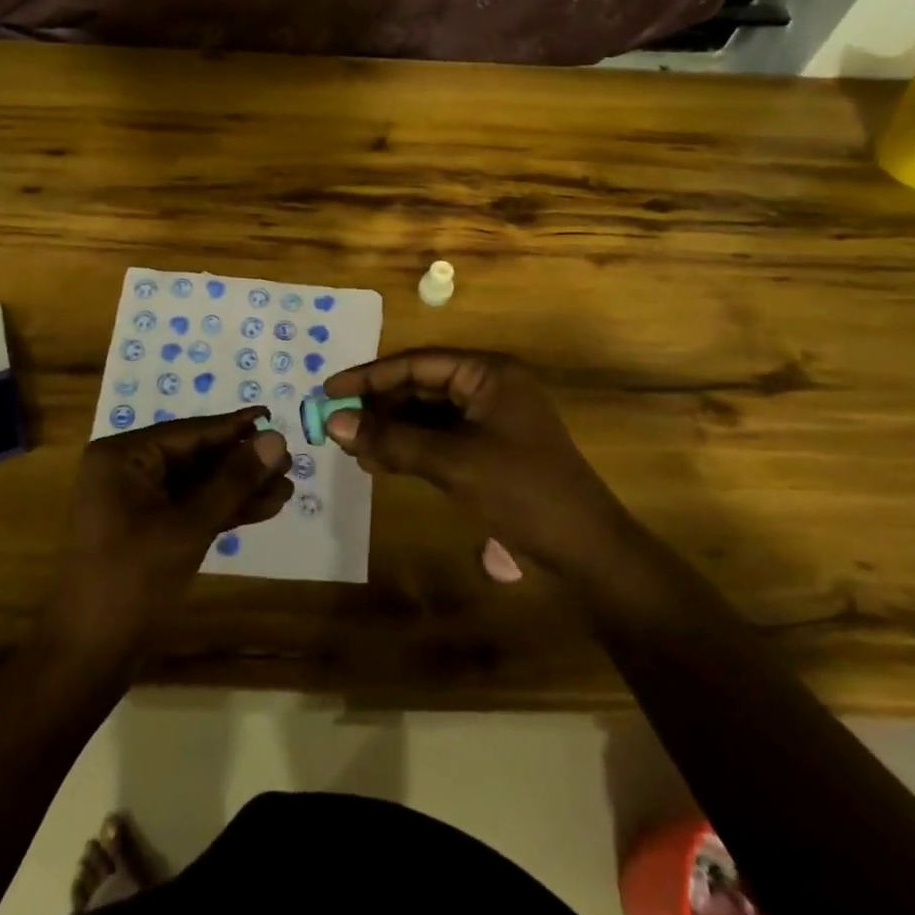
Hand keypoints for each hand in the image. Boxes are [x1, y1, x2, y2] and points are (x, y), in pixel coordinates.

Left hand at [46, 409, 291, 654]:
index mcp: (123, 456)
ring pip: (196, 484)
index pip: (190, 432)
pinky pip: (189, 507)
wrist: (88, 657)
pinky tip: (264, 508)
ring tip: (286, 488)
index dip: (236, 428)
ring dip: (238, 488)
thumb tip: (276, 439)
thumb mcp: (189, 526)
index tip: (275, 416)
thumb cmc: (133, 580)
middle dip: (242, 463)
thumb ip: (233, 480)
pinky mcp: (145, 529)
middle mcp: (126, 469)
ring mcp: (134, 501)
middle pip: (195, 456)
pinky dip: (222, 509)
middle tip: (289, 462)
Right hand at [323, 350, 624, 577]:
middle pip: (420, 387)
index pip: (417, 363)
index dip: (370, 376)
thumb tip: (334, 422)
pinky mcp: (488, 450)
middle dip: (379, 407)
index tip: (330, 389)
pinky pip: (439, 439)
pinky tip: (379, 464)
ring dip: (391, 430)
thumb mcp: (451, 461)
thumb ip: (392, 439)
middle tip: (337, 425)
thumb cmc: (521, 490)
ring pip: (426, 415)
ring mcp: (489, 420)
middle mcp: (487, 387)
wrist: (584, 550)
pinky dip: (410, 449)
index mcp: (487, 373)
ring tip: (353, 449)